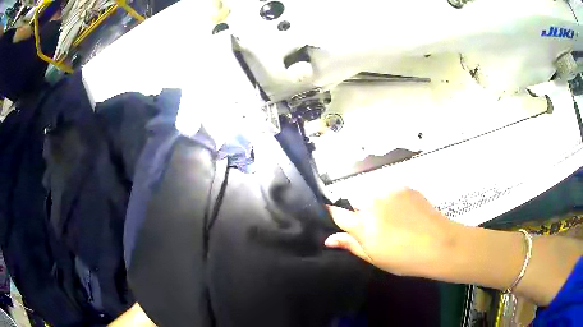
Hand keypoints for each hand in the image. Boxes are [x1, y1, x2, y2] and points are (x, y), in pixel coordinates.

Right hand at [325, 188, 461, 276]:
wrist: (438, 244)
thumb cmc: (404, 258)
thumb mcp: (375, 258)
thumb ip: (351, 245)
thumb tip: (329, 239)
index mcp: (362, 224)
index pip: (337, 213)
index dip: (335, 215)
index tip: (338, 219)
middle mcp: (371, 203)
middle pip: (356, 203)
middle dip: (362, 213)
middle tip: (378, 228)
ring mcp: (388, 192)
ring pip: (374, 196)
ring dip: (378, 205)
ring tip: (396, 220)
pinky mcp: (403, 187)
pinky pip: (390, 192)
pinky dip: (393, 201)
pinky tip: (406, 213)